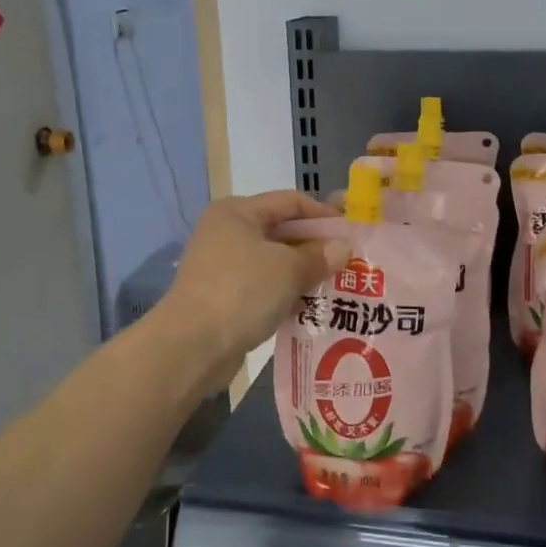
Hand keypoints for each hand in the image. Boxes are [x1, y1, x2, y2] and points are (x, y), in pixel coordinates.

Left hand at [160, 191, 345, 377]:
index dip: (324, 214)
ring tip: (338, 285)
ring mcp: (223, 266)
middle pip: (282, 231)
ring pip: (274, 262)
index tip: (353, 231)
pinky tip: (312, 306)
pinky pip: (264, 287)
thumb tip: (343, 248)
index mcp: (238, 212)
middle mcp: (227, 232)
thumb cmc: (242, 291)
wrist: (192, 345)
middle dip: (316, 246)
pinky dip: (287, 293)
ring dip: (304, 273)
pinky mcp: (224, 297)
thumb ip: (320, 255)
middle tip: (351, 261)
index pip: (291, 202)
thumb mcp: (289, 269)